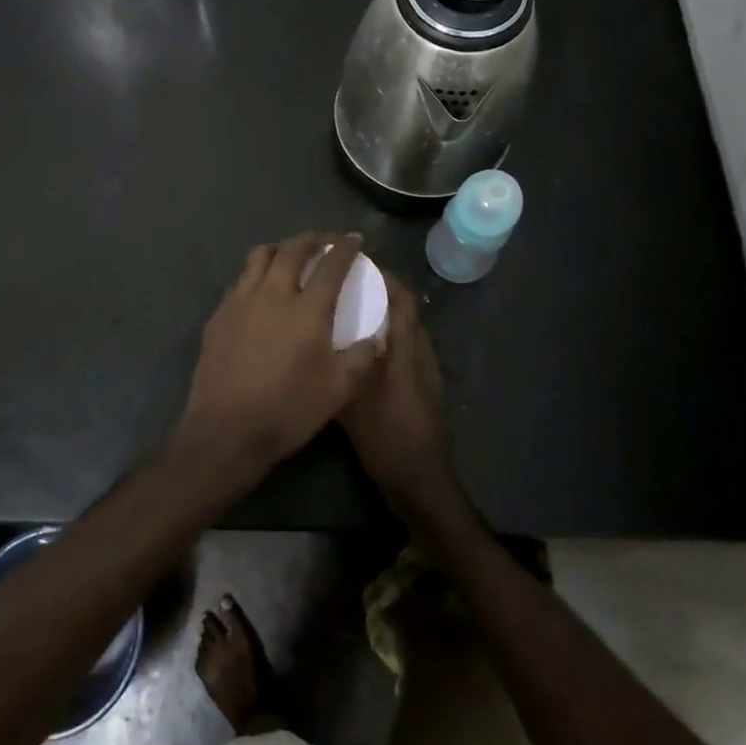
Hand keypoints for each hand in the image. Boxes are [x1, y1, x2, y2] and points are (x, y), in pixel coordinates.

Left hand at [174, 233, 385, 476]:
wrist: (226, 430)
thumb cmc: (287, 410)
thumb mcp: (338, 391)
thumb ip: (362, 359)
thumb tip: (377, 338)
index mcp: (306, 310)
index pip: (331, 265)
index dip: (345, 248)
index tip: (355, 239)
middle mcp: (272, 294)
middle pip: (292, 249)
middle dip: (313, 239)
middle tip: (326, 241)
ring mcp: (240, 301)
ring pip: (260, 256)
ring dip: (282, 248)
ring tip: (292, 254)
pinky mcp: (219, 315)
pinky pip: (241, 279)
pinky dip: (258, 272)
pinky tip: (262, 287)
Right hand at [340, 278, 459, 516]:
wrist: (420, 480)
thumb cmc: (387, 436)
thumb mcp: (354, 399)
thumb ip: (343, 365)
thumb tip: (322, 334)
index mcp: (407, 349)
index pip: (403, 298)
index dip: (384, 276)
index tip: (355, 264)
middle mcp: (419, 352)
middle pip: (405, 309)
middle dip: (380, 291)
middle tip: (345, 283)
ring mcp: (423, 370)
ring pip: (404, 329)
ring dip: (383, 314)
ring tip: (348, 309)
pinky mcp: (421, 386)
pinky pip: (402, 347)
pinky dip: (384, 337)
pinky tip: (358, 348)